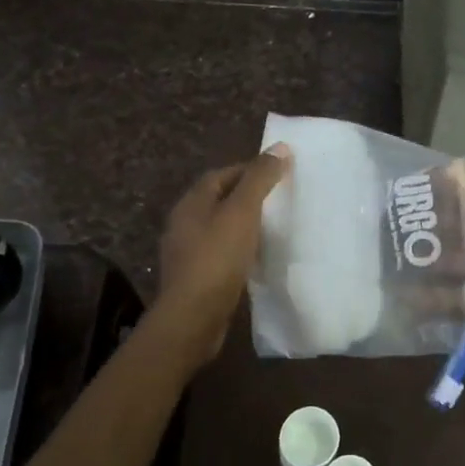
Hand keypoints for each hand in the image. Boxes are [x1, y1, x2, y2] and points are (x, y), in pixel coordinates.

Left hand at [155, 146, 288, 363]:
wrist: (193, 317)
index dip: (248, 169)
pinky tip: (258, 256)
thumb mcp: (243, 212)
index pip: (221, 174)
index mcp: (191, 203)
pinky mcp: (196, 278)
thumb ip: (260, 179)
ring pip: (220, 227)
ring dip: (244, 224)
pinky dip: (240, 248)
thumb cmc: (217, 258)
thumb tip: (280, 147)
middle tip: (279, 198)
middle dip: (247, 196)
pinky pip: (221, 253)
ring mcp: (187, 252)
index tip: (277, 172)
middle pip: (219, 199)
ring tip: (273, 226)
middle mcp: (184, 224)